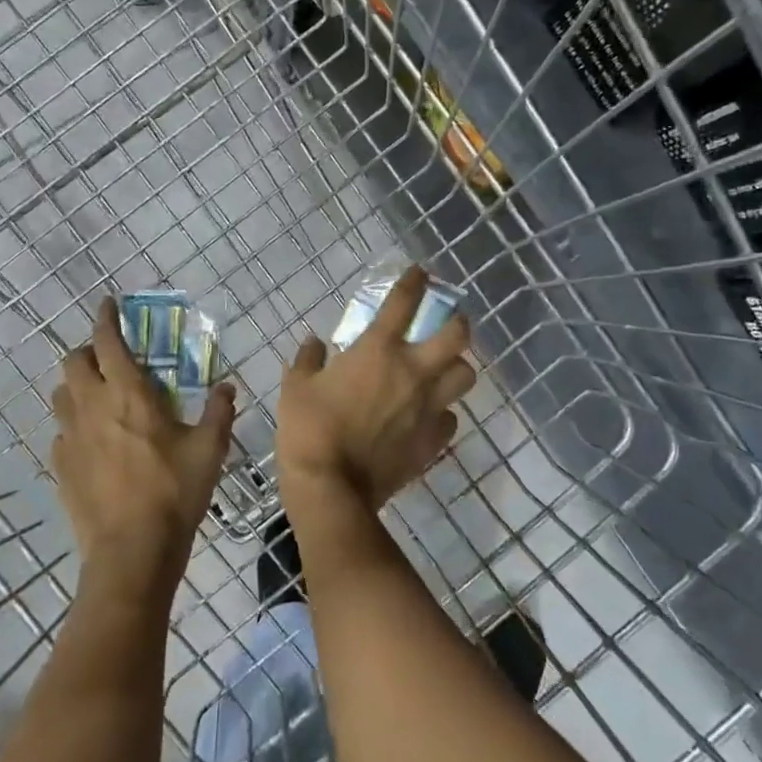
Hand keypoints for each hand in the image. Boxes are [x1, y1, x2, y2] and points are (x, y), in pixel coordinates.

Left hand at [50, 300, 235, 605]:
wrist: (131, 553)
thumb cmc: (175, 493)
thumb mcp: (210, 450)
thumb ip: (219, 412)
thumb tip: (228, 387)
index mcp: (129, 394)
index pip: (108, 342)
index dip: (106, 318)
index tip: (108, 304)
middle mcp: (93, 406)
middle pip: (73, 361)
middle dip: (88, 351)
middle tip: (110, 358)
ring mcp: (71, 437)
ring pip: (61, 394)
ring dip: (76, 385)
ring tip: (99, 395)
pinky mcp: (61, 466)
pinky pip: (61, 431)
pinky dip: (74, 424)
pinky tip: (93, 440)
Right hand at [276, 266, 476, 515]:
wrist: (332, 488)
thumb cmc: (309, 430)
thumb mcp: (296, 387)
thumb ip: (308, 359)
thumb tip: (314, 343)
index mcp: (378, 350)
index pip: (403, 302)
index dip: (414, 282)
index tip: (419, 273)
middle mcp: (412, 372)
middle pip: (457, 335)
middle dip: (458, 322)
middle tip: (448, 323)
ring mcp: (428, 407)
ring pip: (464, 376)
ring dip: (457, 368)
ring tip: (443, 370)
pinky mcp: (433, 440)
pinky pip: (450, 418)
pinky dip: (443, 413)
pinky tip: (428, 416)